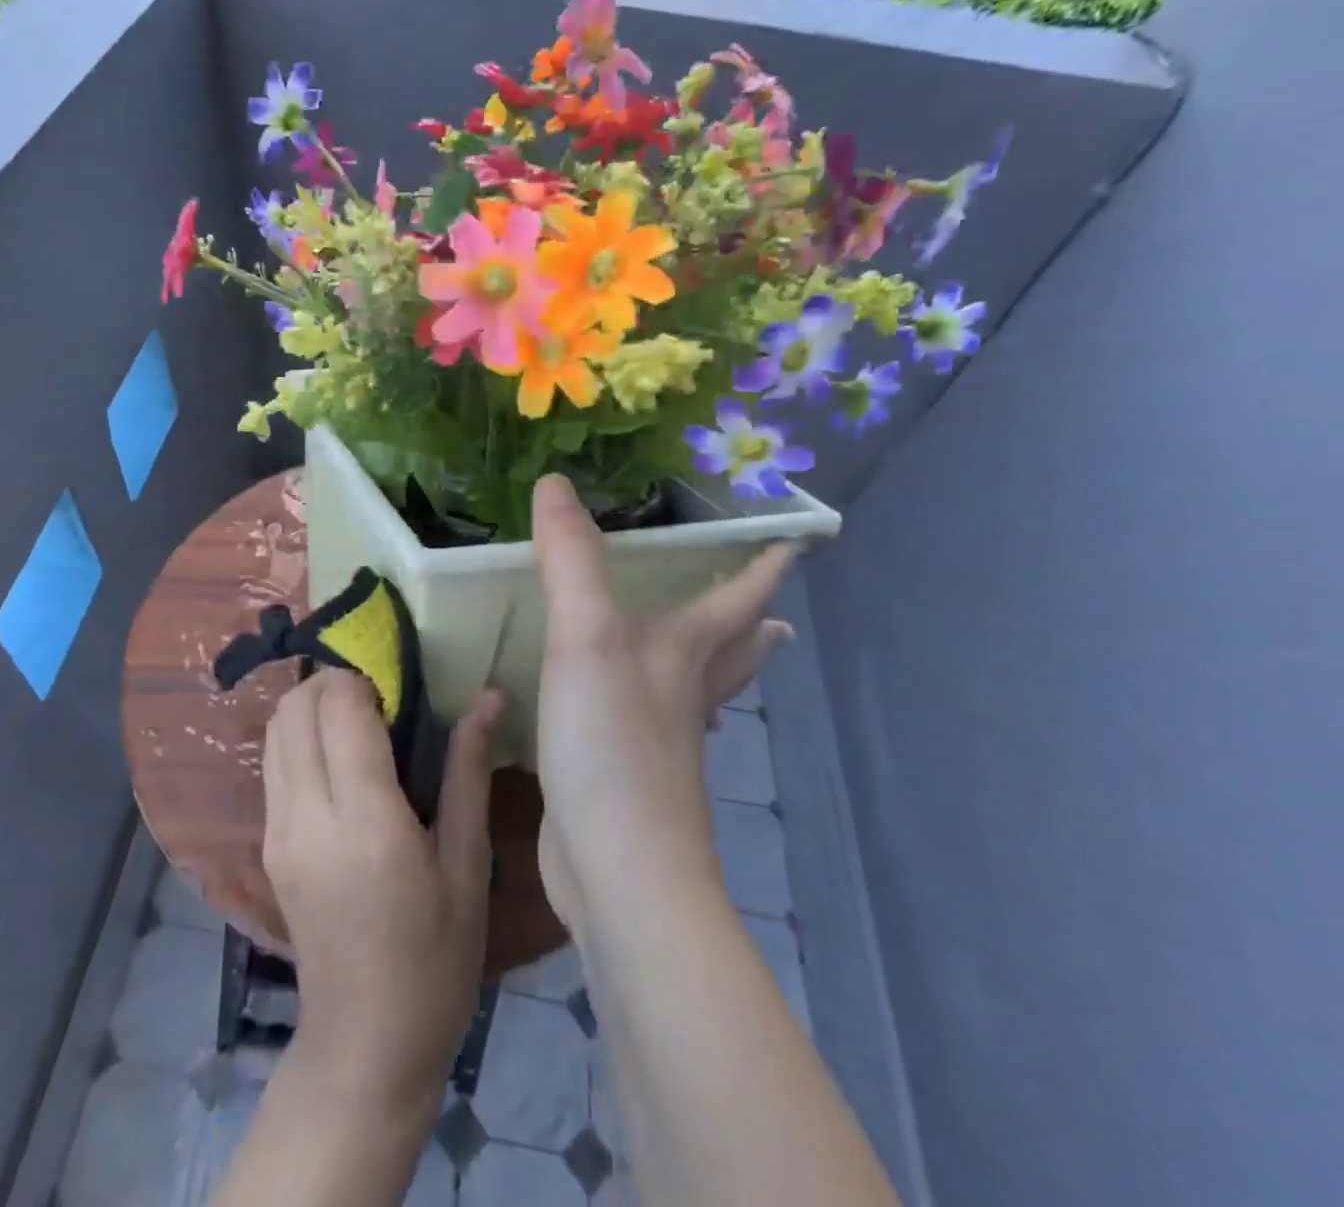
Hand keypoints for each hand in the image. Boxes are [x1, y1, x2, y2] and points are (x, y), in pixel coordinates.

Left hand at [262, 668, 502, 1118]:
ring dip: (311, 703)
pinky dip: (298, 734)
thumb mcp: (467, 867)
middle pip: (296, 707)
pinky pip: (274, 761)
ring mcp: (278, 831)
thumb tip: (488, 697)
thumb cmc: (436, 959)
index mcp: (366, 822)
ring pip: (276, 728)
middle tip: (380, 692)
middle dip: (334, 680)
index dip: (364, 677)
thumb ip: (469, 772)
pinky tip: (337, 754)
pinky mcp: (267, 844)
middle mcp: (308, 817)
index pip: (340, 709)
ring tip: (358, 716)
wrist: (366, 1043)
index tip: (398, 682)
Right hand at [529, 474, 796, 937]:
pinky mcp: (624, 778)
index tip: (799, 541)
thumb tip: (555, 483)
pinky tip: (628, 712)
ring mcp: (658, 743)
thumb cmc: (613, 746)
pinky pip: (647, 726)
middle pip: (732, 652)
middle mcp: (681, 695)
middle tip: (771, 608)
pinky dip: (654, 708)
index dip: (766, 566)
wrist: (618, 869)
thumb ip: (572, 561)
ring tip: (717, 653)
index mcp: (684, 655)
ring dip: (713, 668)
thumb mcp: (586, 639)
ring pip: (697, 692)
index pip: (737, 599)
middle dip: (750, 623)